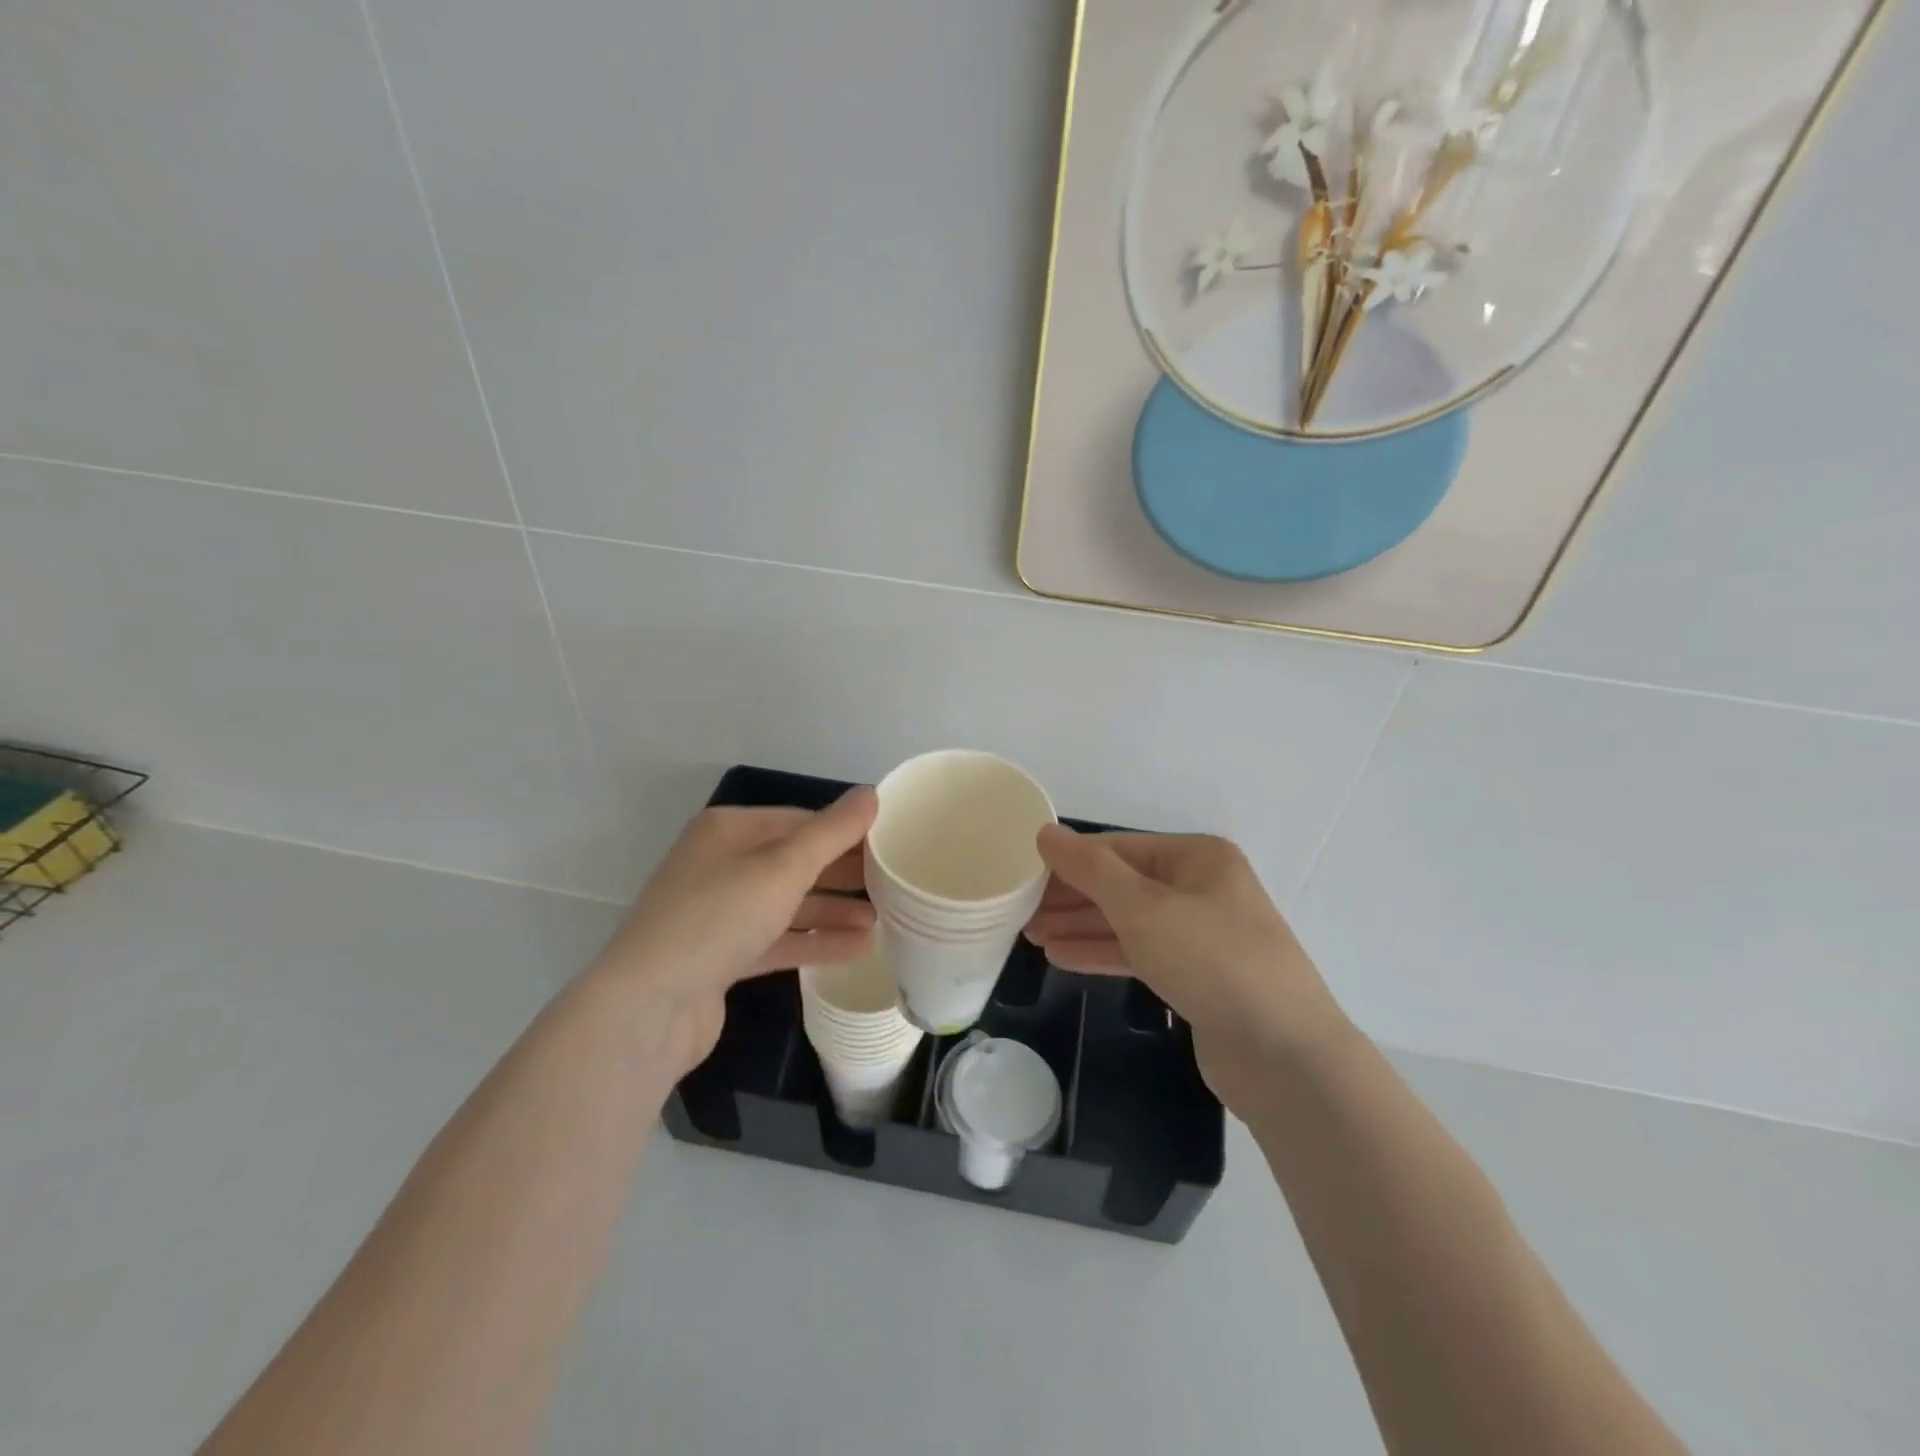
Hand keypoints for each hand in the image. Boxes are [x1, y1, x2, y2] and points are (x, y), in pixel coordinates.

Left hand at [587, 789, 878, 1074]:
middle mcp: (722, 864)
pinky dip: (814, 941)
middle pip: (796, 862)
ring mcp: (719, 912)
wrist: (646, 1008)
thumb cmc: (717, 919)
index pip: (801, 821)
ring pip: (789, 903)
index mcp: (729, 830)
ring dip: (833, 910)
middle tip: (894, 885)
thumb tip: (872, 793)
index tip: (891, 846)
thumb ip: (831, 832)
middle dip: (843, 874)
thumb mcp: (782, 868)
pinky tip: (857, 948)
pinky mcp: (722, 956)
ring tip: (882, 920)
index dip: (846, 832)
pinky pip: (779, 939)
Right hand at [1024, 826, 1348, 1111]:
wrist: (1284, 1055)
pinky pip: (1140, 954)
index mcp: (1197, 858)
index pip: (1118, 849)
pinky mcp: (1197, 977)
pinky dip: (1103, 954)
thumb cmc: (1210, 959)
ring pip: (1128, 922)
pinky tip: (1062, 959)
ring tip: (1032, 936)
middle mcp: (1201, 889)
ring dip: (1081, 927)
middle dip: (1072, 898)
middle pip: (1122, 885)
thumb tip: (1046, 833)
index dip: (1070, 861)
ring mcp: (1201, 935)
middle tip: (1021, 911)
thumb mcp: (1143, 906)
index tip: (1024, 874)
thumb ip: (1090, 869)